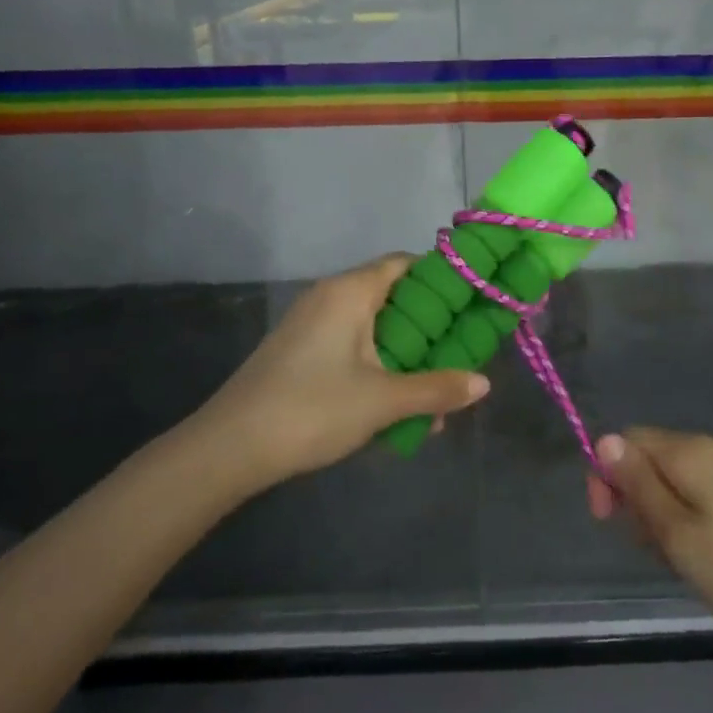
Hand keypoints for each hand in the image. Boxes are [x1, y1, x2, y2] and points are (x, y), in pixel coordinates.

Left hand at [185, 254, 490, 489]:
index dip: (442, 278)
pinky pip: (352, 347)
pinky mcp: (300, 352)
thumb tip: (484, 383)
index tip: (471, 303)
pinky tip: (395, 407)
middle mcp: (330, 297)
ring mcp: (312, 325)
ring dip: (406, 356)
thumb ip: (436, 389)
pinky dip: (379, 367)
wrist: (228, 448)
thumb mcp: (382, 402)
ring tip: (433, 395)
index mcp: (350, 292)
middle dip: (429, 328)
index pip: (406, 263)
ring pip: (374, 328)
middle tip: (460, 354)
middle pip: (393, 297)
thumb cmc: (311, 410)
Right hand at [587, 428, 712, 656]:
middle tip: (649, 547)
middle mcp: (710, 448)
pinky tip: (695, 552)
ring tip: (675, 557)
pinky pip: (695, 490)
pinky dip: (683, 516)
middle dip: (635, 497)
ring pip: (670, 478)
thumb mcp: (675, 533)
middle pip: (649, 458)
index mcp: (691, 451)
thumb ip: (637, 485)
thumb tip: (603, 441)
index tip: (606, 519)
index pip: (626, 440)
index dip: (607, 474)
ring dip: (658, 513)